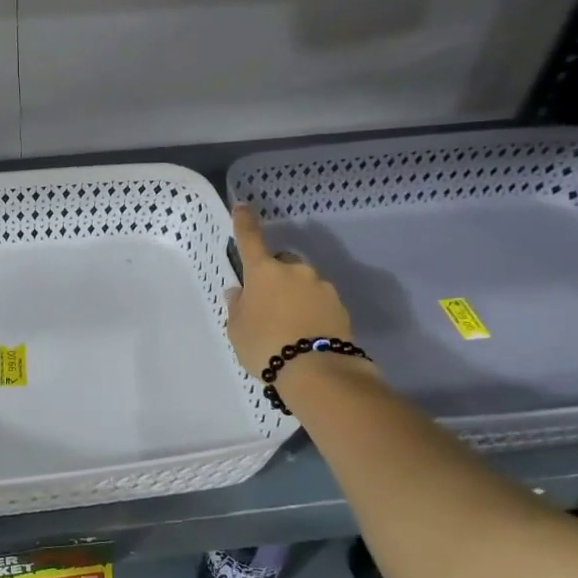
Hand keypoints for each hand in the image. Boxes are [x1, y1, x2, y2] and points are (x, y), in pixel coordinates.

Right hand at [226, 204, 357, 378]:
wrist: (317, 371)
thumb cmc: (265, 345)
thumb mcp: (237, 329)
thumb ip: (237, 307)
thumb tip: (240, 292)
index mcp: (263, 271)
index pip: (250, 238)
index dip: (244, 221)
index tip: (243, 205)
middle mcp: (295, 270)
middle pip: (281, 263)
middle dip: (274, 276)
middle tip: (266, 303)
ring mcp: (321, 286)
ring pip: (302, 283)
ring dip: (294, 295)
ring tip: (287, 326)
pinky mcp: (339, 306)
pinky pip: (318, 302)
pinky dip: (310, 311)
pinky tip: (304, 333)